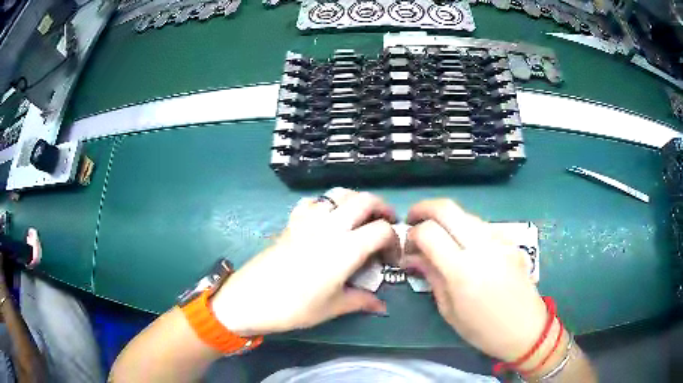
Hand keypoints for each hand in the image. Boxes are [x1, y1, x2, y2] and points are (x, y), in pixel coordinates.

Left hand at [210, 188, 399, 335]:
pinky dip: (326, 205)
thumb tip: (381, 306)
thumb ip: (361, 301)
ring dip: (355, 201)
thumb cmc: (294, 307)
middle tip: (386, 224)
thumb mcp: (332, 307)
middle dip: (382, 208)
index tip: (391, 257)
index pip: (382, 230)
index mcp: (346, 248)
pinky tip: (325, 221)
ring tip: (359, 219)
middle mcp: (330, 226)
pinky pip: (314, 202)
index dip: (393, 240)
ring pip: (339, 194)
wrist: (250, 298)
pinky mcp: (292, 221)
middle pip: (365, 200)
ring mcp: (309, 220)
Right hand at [402, 199, 546, 362]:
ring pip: (465, 213)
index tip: (408, 247)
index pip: (429, 232)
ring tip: (438, 237)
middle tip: (412, 220)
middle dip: (424, 208)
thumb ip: (431, 276)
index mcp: (463, 270)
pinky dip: (464, 228)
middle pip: (447, 208)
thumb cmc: (483, 329)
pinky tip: (463, 247)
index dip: (412, 234)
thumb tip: (413, 256)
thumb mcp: (449, 310)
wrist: (525, 328)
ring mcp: (499, 240)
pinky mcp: (509, 240)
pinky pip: (481, 226)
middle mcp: (482, 246)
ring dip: (445, 219)